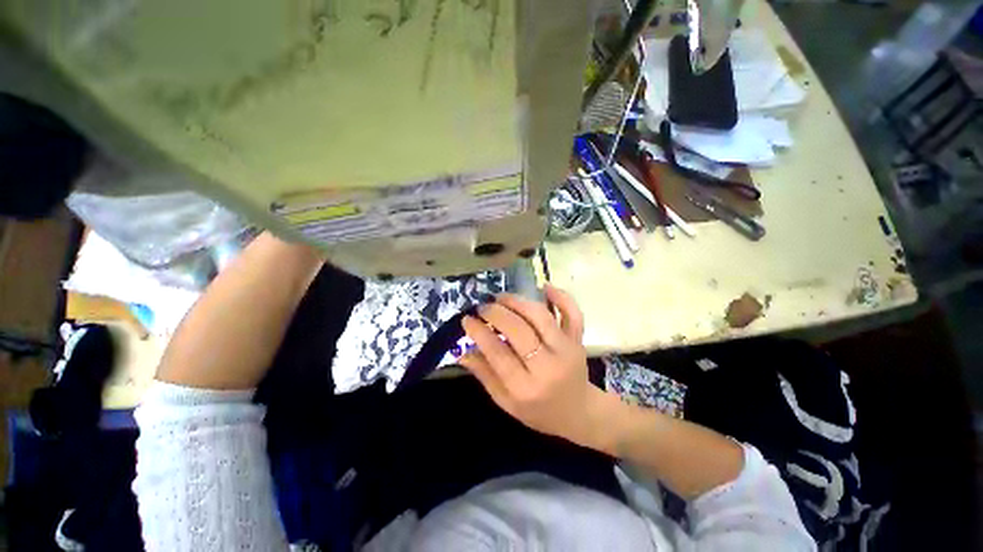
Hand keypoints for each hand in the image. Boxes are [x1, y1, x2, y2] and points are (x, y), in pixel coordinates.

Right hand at [460, 284, 615, 449]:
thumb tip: (462, 351)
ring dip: (518, 302)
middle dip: (496, 313)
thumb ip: (485, 376)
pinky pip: (573, 314)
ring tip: (501, 297)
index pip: (498, 353)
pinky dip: (560, 297)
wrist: (578, 413)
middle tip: (483, 307)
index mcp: (526, 388)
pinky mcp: (578, 340)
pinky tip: (544, 286)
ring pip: (541, 317)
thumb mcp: (506, 403)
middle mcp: (547, 366)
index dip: (479, 332)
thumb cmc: (539, 411)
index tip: (467, 319)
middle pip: (519, 330)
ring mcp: (566, 350)